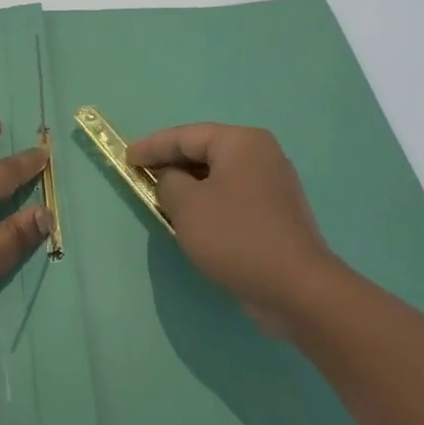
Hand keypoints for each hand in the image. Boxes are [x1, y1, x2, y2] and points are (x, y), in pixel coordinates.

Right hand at [126, 123, 345, 336]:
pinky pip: (232, 197)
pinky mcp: (276, 214)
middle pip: (205, 152)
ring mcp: (273, 186)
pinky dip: (208, 202)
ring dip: (189, 185)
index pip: (186, 136)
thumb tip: (172, 179)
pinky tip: (192, 218)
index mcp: (242, 142)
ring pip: (219, 176)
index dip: (152, 146)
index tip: (126, 158)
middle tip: (141, 174)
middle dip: (171, 163)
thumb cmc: (235, 236)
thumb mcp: (186, 205)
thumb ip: (168, 182)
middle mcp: (262, 156)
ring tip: (161, 196)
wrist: (297, 289)